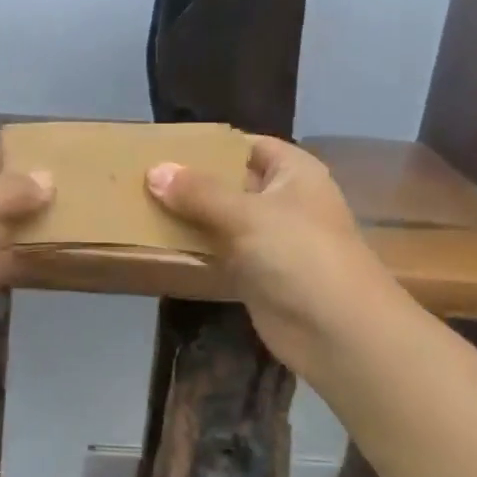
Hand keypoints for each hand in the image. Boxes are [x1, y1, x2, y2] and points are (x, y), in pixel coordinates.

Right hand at [146, 137, 399, 380]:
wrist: (338, 332)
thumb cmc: (299, 254)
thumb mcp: (246, 214)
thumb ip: (197, 192)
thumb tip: (153, 170)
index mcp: (293, 172)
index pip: (247, 145)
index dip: (209, 144)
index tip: (165, 145)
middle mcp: (283, 200)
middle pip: (230, 181)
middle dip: (190, 180)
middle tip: (141, 174)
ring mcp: (271, 239)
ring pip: (221, 218)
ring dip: (188, 215)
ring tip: (138, 203)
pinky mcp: (257, 274)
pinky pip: (219, 251)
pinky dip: (194, 247)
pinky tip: (157, 241)